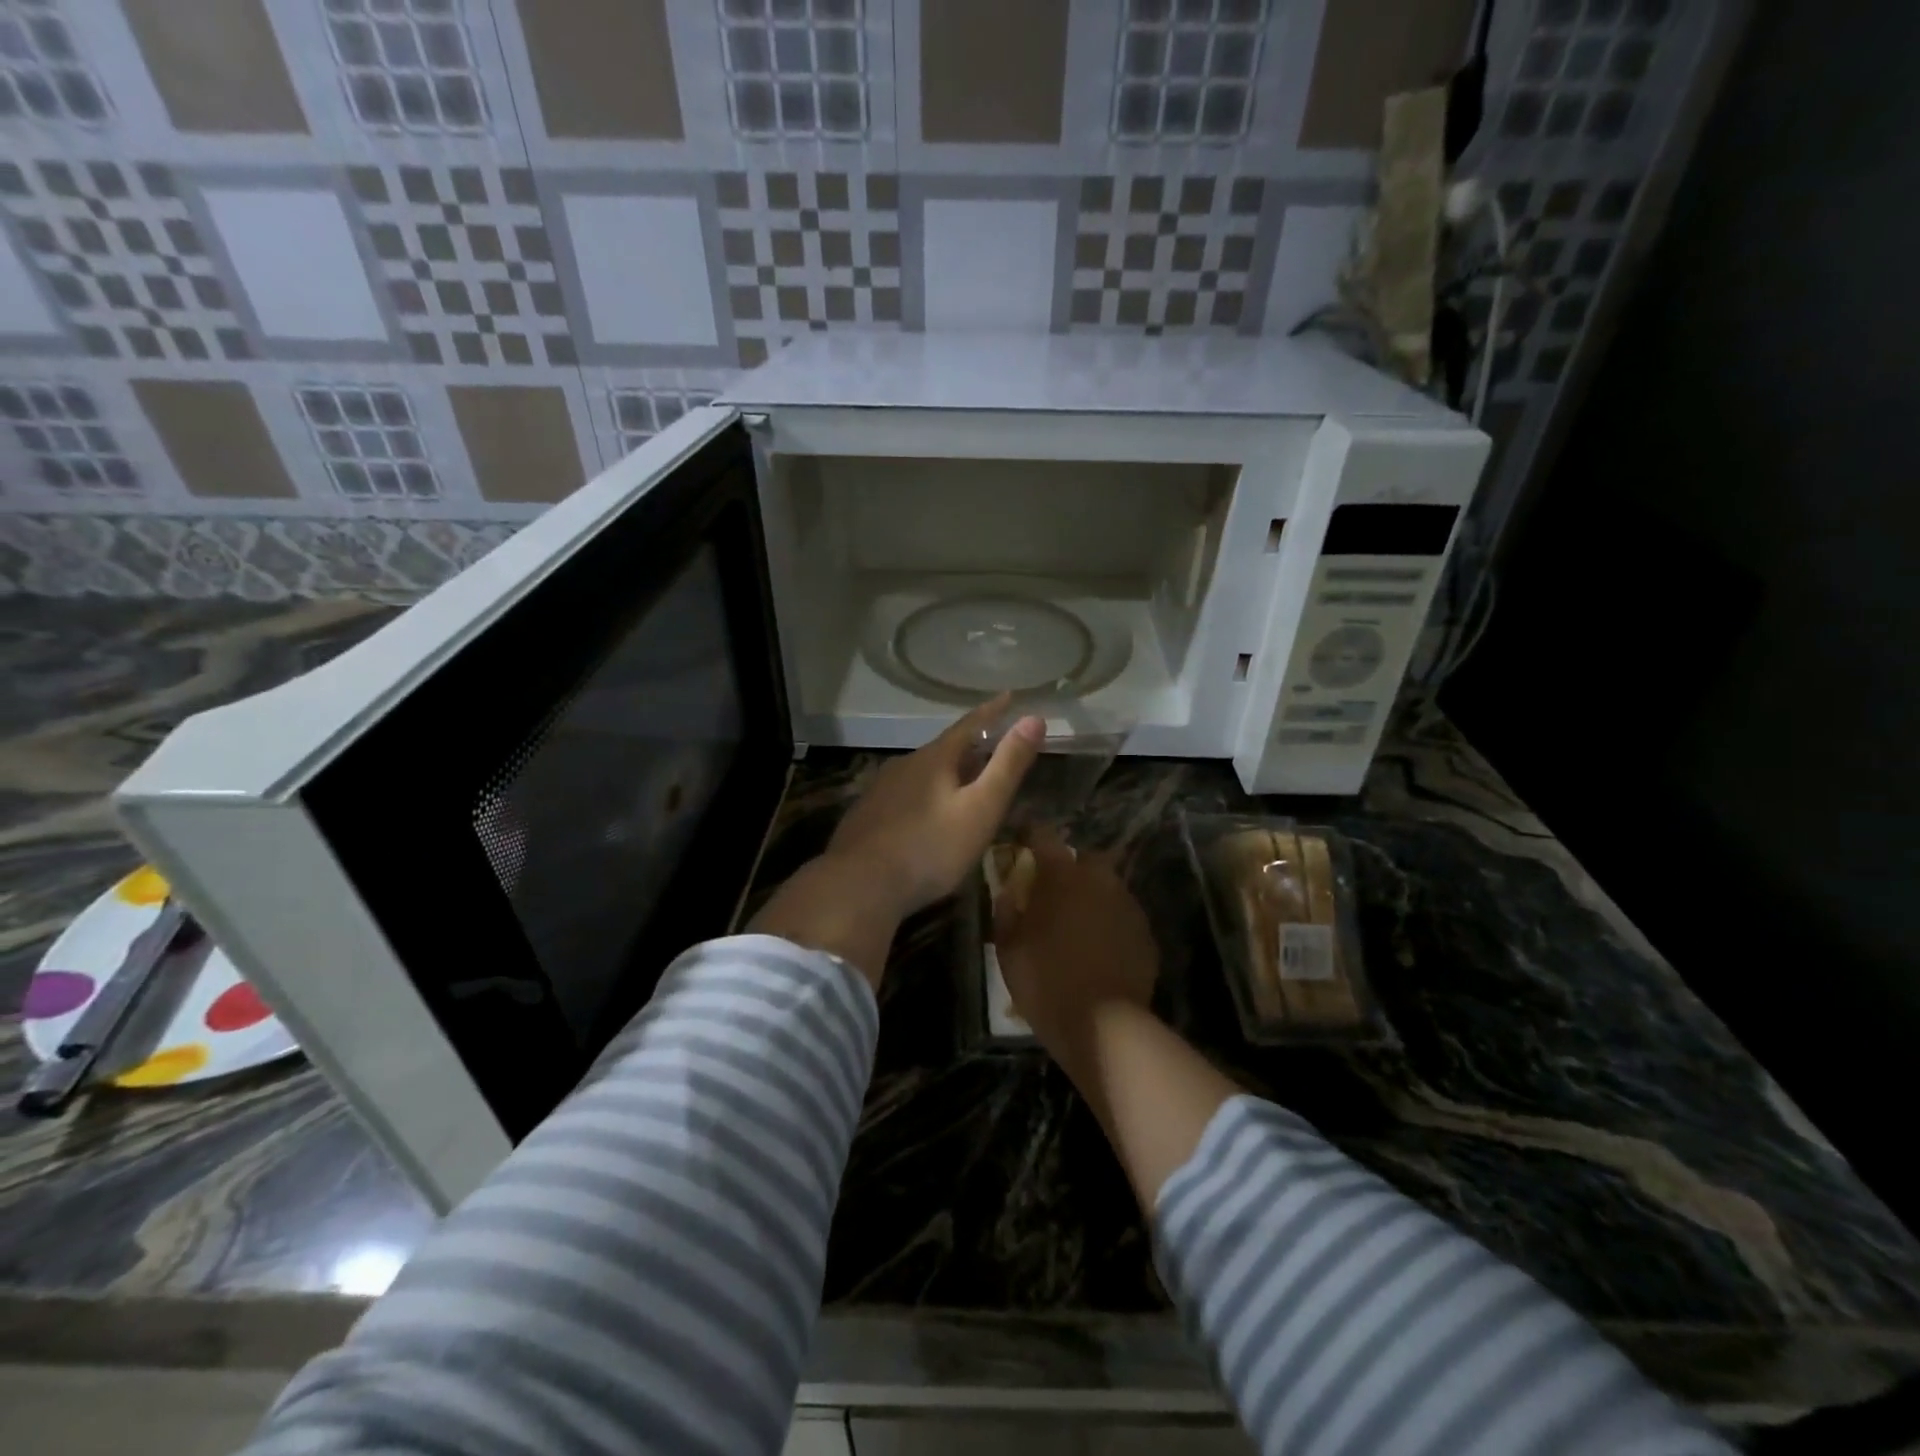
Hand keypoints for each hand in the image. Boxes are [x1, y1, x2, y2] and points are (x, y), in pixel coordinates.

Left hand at [825, 693, 1045, 919]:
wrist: (859, 885)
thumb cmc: (930, 848)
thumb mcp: (980, 808)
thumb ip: (1007, 766)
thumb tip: (1034, 718)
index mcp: (934, 759)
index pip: (969, 725)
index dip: (992, 711)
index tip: (1009, 696)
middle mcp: (904, 765)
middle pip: (943, 749)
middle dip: (969, 747)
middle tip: (990, 747)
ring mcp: (880, 790)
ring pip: (920, 773)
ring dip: (944, 773)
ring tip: (960, 783)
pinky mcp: (866, 816)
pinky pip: (902, 796)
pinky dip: (922, 796)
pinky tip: (923, 816)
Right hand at [992, 827, 1159, 1061]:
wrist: (1103, 1024)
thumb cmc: (1045, 981)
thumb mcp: (1008, 948)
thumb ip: (1006, 911)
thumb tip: (1008, 891)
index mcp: (1062, 876)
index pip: (1044, 836)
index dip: (1031, 836)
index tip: (1022, 842)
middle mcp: (1099, 879)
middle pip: (1083, 858)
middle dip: (1069, 868)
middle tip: (1053, 892)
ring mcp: (1127, 905)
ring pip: (1107, 887)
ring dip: (1091, 896)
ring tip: (1077, 922)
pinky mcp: (1145, 932)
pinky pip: (1122, 915)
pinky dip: (1109, 922)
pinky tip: (1099, 947)